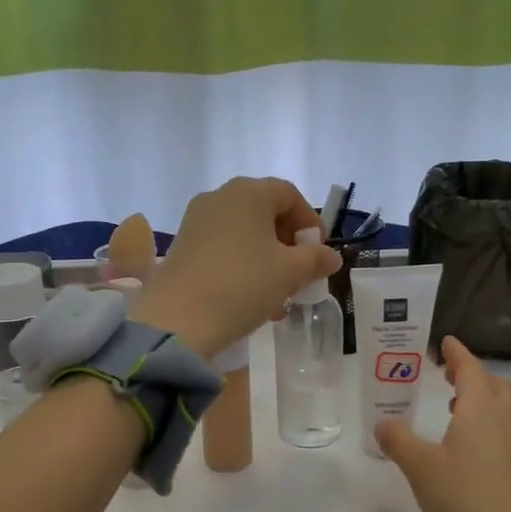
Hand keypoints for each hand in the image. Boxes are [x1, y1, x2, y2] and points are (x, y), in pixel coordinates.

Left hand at [131, 178, 339, 358]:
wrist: (179, 319)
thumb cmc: (243, 285)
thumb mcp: (289, 272)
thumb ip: (315, 259)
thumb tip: (330, 256)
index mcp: (248, 192)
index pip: (289, 195)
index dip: (310, 222)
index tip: (318, 254)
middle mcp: (219, 197)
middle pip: (265, 214)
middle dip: (288, 246)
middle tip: (300, 276)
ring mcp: (196, 221)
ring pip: (244, 235)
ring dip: (267, 261)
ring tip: (279, 297)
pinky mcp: (182, 246)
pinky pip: (223, 249)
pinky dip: (243, 267)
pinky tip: (251, 300)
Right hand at [375, 338, 510, 511]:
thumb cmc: (463, 500)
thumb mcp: (420, 468)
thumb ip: (398, 440)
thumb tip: (384, 422)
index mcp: (481, 411)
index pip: (471, 370)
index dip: (458, 354)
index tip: (445, 342)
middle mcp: (504, 421)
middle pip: (495, 385)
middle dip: (472, 374)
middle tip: (446, 374)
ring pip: (504, 407)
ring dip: (482, 398)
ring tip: (454, 405)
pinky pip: (505, 429)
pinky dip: (487, 421)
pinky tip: (467, 443)